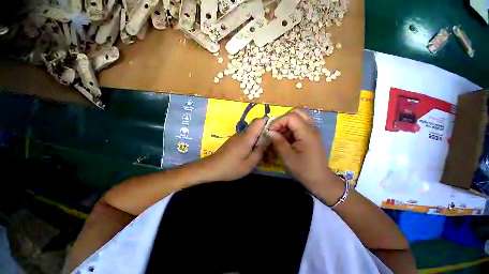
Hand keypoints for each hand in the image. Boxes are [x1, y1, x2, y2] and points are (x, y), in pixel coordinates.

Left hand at [202, 118, 267, 181]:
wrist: (211, 168)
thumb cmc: (231, 167)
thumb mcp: (249, 164)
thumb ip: (260, 152)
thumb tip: (267, 141)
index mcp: (247, 137)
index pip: (258, 121)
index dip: (268, 121)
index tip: (275, 129)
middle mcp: (242, 134)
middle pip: (256, 127)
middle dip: (265, 134)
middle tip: (271, 145)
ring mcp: (236, 137)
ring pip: (251, 134)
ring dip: (258, 140)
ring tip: (263, 152)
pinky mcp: (233, 141)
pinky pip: (246, 139)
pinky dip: (251, 143)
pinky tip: (251, 153)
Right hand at [267, 110, 338, 190]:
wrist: (320, 179)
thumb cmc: (304, 169)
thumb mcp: (288, 157)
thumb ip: (278, 142)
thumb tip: (268, 131)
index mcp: (307, 133)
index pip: (291, 117)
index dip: (278, 121)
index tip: (270, 131)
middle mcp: (311, 128)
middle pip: (297, 112)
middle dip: (283, 119)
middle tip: (276, 129)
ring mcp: (312, 131)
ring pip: (298, 117)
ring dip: (286, 123)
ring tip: (280, 134)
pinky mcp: (310, 135)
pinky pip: (299, 125)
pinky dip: (290, 128)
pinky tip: (286, 138)